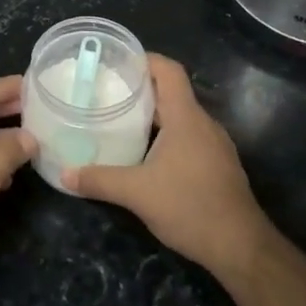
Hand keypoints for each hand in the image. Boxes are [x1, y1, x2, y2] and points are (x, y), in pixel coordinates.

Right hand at [64, 54, 265, 274]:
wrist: (240, 246)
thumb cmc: (190, 207)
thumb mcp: (137, 193)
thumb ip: (99, 180)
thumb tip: (64, 174)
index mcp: (186, 117)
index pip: (169, 70)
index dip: (145, 59)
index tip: (117, 62)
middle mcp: (203, 123)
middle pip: (172, 92)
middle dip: (141, 89)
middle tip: (107, 93)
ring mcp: (215, 144)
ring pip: (181, 116)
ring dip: (154, 114)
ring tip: (121, 121)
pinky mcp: (218, 164)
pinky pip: (189, 136)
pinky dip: (167, 135)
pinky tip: (146, 154)